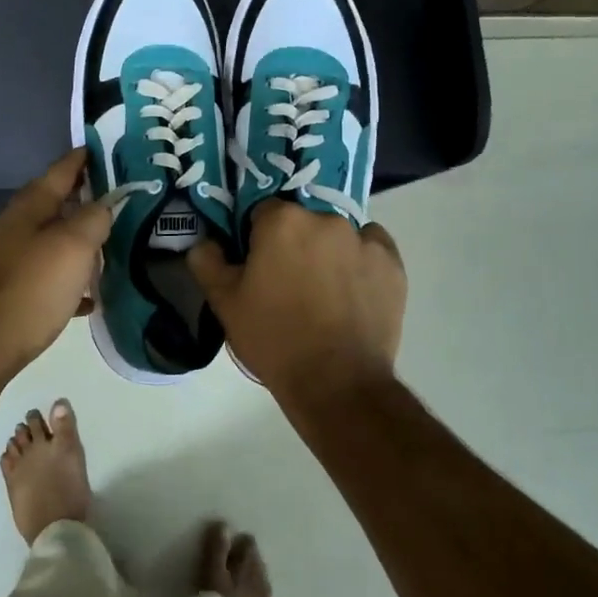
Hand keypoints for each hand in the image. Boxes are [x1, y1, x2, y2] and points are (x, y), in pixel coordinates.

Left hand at [0, 148, 112, 380]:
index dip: (84, 158)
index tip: (106, 148)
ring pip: (53, 239)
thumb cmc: (32, 287)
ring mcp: (11, 259)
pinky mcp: (13, 290)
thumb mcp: (74, 246)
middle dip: (86, 198)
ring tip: (112, 242)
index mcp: (29, 207)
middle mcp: (17, 226)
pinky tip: (90, 295)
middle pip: (57, 203)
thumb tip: (104, 206)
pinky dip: (70, 278)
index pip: (61, 170)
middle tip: (120, 196)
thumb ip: (94, 219)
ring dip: (80, 238)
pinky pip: (49, 276)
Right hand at [187, 201, 405, 400]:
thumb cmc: (274, 338)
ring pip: (337, 234)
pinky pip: (371, 249)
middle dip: (294, 243)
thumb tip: (205, 241)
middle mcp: (325, 218)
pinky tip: (351, 292)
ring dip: (327, 251)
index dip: (257, 238)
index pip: (262, 212)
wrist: (337, 384)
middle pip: (302, 220)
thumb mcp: (225, 303)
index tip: (258, 266)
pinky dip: (360, 262)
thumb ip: (207, 261)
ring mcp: (364, 240)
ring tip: (323, 293)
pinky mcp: (393, 264)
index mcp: (282, 220)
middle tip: (288, 282)